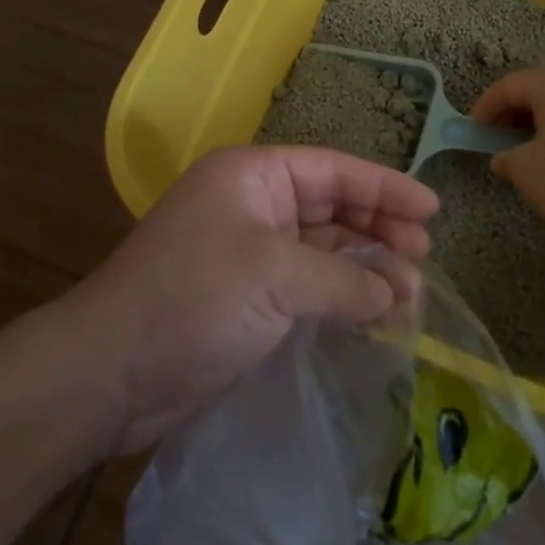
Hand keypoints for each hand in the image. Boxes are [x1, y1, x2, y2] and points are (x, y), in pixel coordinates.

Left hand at [69, 145, 436, 451]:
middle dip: (379, 228)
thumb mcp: (276, 276)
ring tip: (411, 293)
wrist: (112, 374)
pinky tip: (376, 313)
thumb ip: (344, 279)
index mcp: (253, 176)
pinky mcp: (248, 298)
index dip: (385, 187)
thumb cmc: (194, 299)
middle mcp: (253, 205)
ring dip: (366, 267)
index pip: (333, 171)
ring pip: (323, 249)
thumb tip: (395, 293)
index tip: (432, 209)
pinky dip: (342, 296)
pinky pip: (309, 286)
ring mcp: (249, 253)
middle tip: (424, 255)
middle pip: (331, 206)